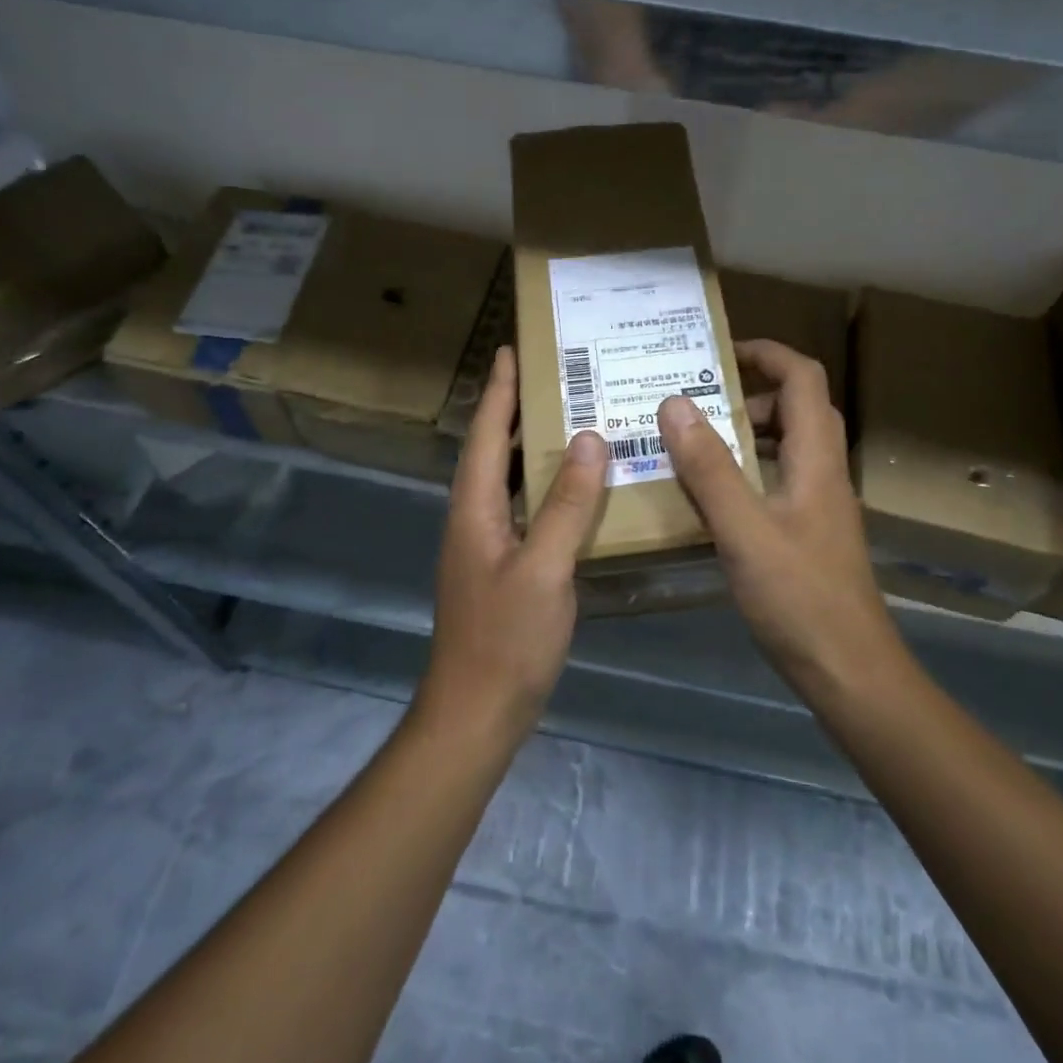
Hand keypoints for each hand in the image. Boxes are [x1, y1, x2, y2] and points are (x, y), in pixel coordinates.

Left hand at [423, 345, 609, 736]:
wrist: (476, 712)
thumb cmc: (506, 640)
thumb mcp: (544, 568)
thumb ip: (567, 505)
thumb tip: (588, 440)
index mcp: (474, 508)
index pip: (485, 434)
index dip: (499, 390)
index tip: (511, 349)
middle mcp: (474, 517)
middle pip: (492, 449)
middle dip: (516, 409)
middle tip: (554, 375)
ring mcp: (486, 544)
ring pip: (508, 480)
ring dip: (531, 447)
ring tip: (570, 418)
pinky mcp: (502, 567)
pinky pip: (524, 509)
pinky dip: (546, 488)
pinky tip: (577, 489)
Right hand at [656, 340, 894, 686]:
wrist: (851, 672)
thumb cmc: (800, 598)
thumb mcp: (744, 530)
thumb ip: (710, 468)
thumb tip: (674, 403)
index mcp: (816, 459)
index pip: (803, 378)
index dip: (766, 353)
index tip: (718, 352)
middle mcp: (824, 472)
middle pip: (797, 407)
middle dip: (749, 392)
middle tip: (696, 401)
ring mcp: (819, 505)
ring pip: (787, 446)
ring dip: (746, 432)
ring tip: (694, 440)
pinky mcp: (809, 534)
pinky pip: (777, 480)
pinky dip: (746, 470)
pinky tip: (711, 495)